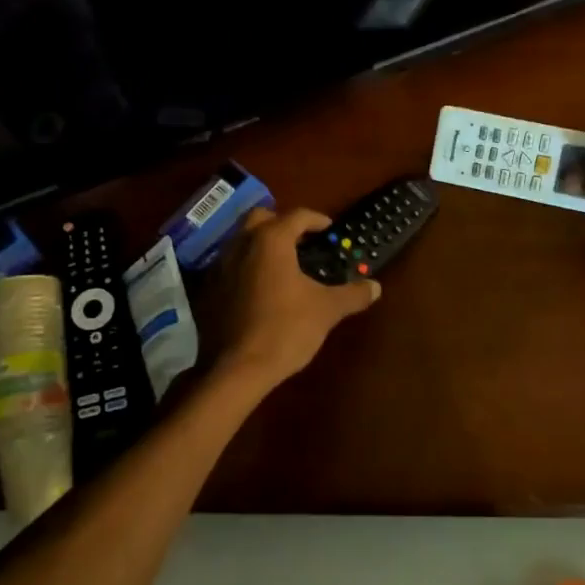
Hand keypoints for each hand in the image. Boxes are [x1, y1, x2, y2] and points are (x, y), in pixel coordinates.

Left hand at [203, 207, 381, 387]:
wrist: (239, 368)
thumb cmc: (287, 328)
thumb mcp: (327, 310)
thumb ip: (352, 294)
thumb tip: (375, 287)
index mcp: (271, 240)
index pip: (297, 216)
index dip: (316, 220)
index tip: (329, 229)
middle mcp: (241, 244)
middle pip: (261, 218)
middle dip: (282, 224)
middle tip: (301, 242)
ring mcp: (220, 266)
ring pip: (241, 240)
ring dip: (262, 244)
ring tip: (283, 265)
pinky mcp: (208, 289)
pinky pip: (230, 265)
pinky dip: (246, 267)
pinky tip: (261, 289)